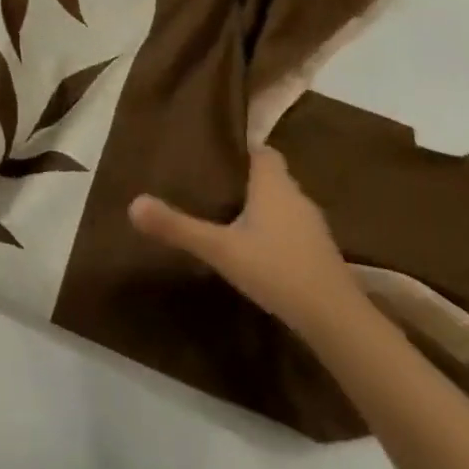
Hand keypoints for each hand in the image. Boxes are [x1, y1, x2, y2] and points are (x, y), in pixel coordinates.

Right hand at [130, 147, 366, 337]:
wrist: (336, 320)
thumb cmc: (276, 270)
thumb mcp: (218, 248)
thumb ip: (176, 226)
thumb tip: (132, 204)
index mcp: (274, 186)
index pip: (262, 151)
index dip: (240, 148)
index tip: (213, 152)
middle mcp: (297, 198)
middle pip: (270, 176)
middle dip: (242, 177)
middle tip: (207, 182)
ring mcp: (312, 227)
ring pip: (280, 203)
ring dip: (257, 204)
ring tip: (223, 211)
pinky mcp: (318, 252)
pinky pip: (289, 227)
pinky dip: (270, 228)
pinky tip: (250, 244)